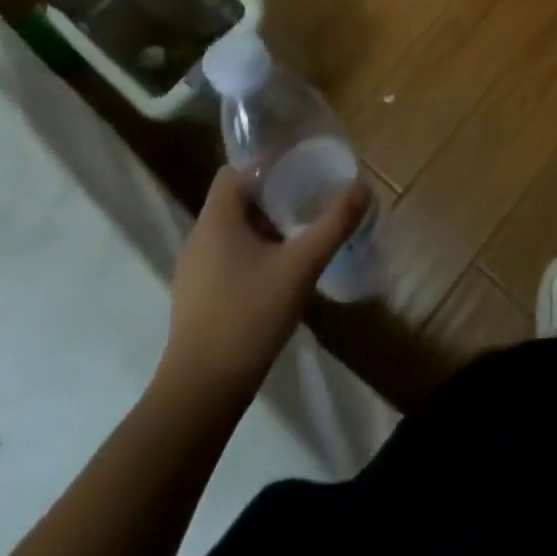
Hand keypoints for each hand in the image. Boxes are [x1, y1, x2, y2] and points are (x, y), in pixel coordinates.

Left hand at [153, 167, 369, 412]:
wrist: (201, 394)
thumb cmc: (248, 316)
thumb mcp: (302, 266)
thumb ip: (334, 224)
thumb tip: (362, 187)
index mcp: (216, 220)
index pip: (234, 170)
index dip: (266, 162)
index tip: (300, 163)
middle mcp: (199, 238)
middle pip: (236, 199)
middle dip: (273, 193)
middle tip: (311, 194)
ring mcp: (194, 271)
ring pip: (232, 230)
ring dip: (265, 224)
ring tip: (302, 229)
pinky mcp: (197, 298)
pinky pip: (228, 258)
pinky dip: (253, 252)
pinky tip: (281, 270)